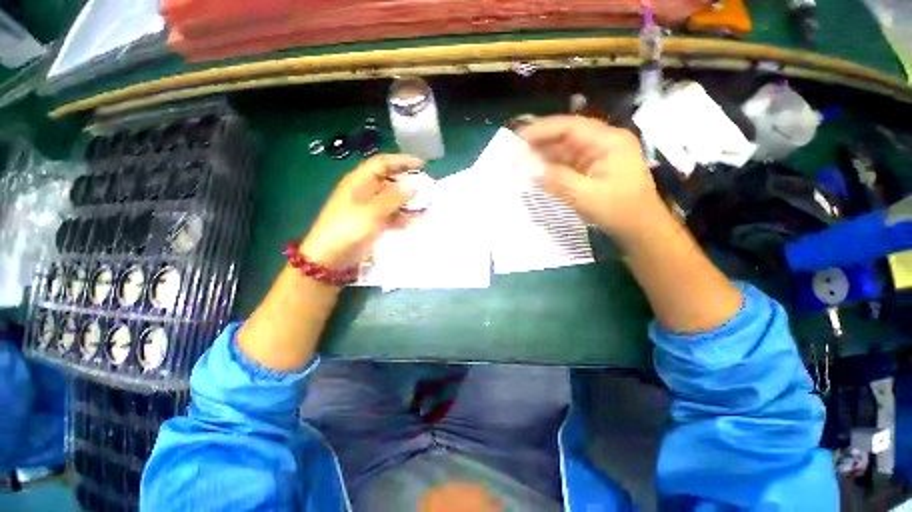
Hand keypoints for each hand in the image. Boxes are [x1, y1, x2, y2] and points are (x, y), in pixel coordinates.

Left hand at [300, 154, 423, 267]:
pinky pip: (391, 214)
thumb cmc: (348, 229)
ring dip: (407, 200)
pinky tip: (414, 219)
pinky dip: (402, 215)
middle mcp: (364, 191)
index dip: (402, 161)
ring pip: (392, 198)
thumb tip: (414, 185)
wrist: (330, 258)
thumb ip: (394, 198)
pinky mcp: (372, 222)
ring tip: (425, 203)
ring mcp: (369, 208)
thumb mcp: (372, 211)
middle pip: (389, 180)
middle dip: (407, 181)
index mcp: (359, 181)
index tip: (422, 164)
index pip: (382, 163)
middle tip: (426, 186)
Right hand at [519, 116, 665, 243]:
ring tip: (521, 158)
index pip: (571, 127)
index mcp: (609, 141)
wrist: (641, 229)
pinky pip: (568, 162)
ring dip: (544, 154)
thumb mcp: (586, 196)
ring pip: (566, 149)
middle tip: (516, 148)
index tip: (519, 137)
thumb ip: (557, 180)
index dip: (543, 130)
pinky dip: (552, 166)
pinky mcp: (593, 168)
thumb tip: (529, 168)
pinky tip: (537, 169)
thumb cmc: (620, 211)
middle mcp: (604, 142)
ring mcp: (599, 155)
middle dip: (541, 141)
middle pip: (567, 135)